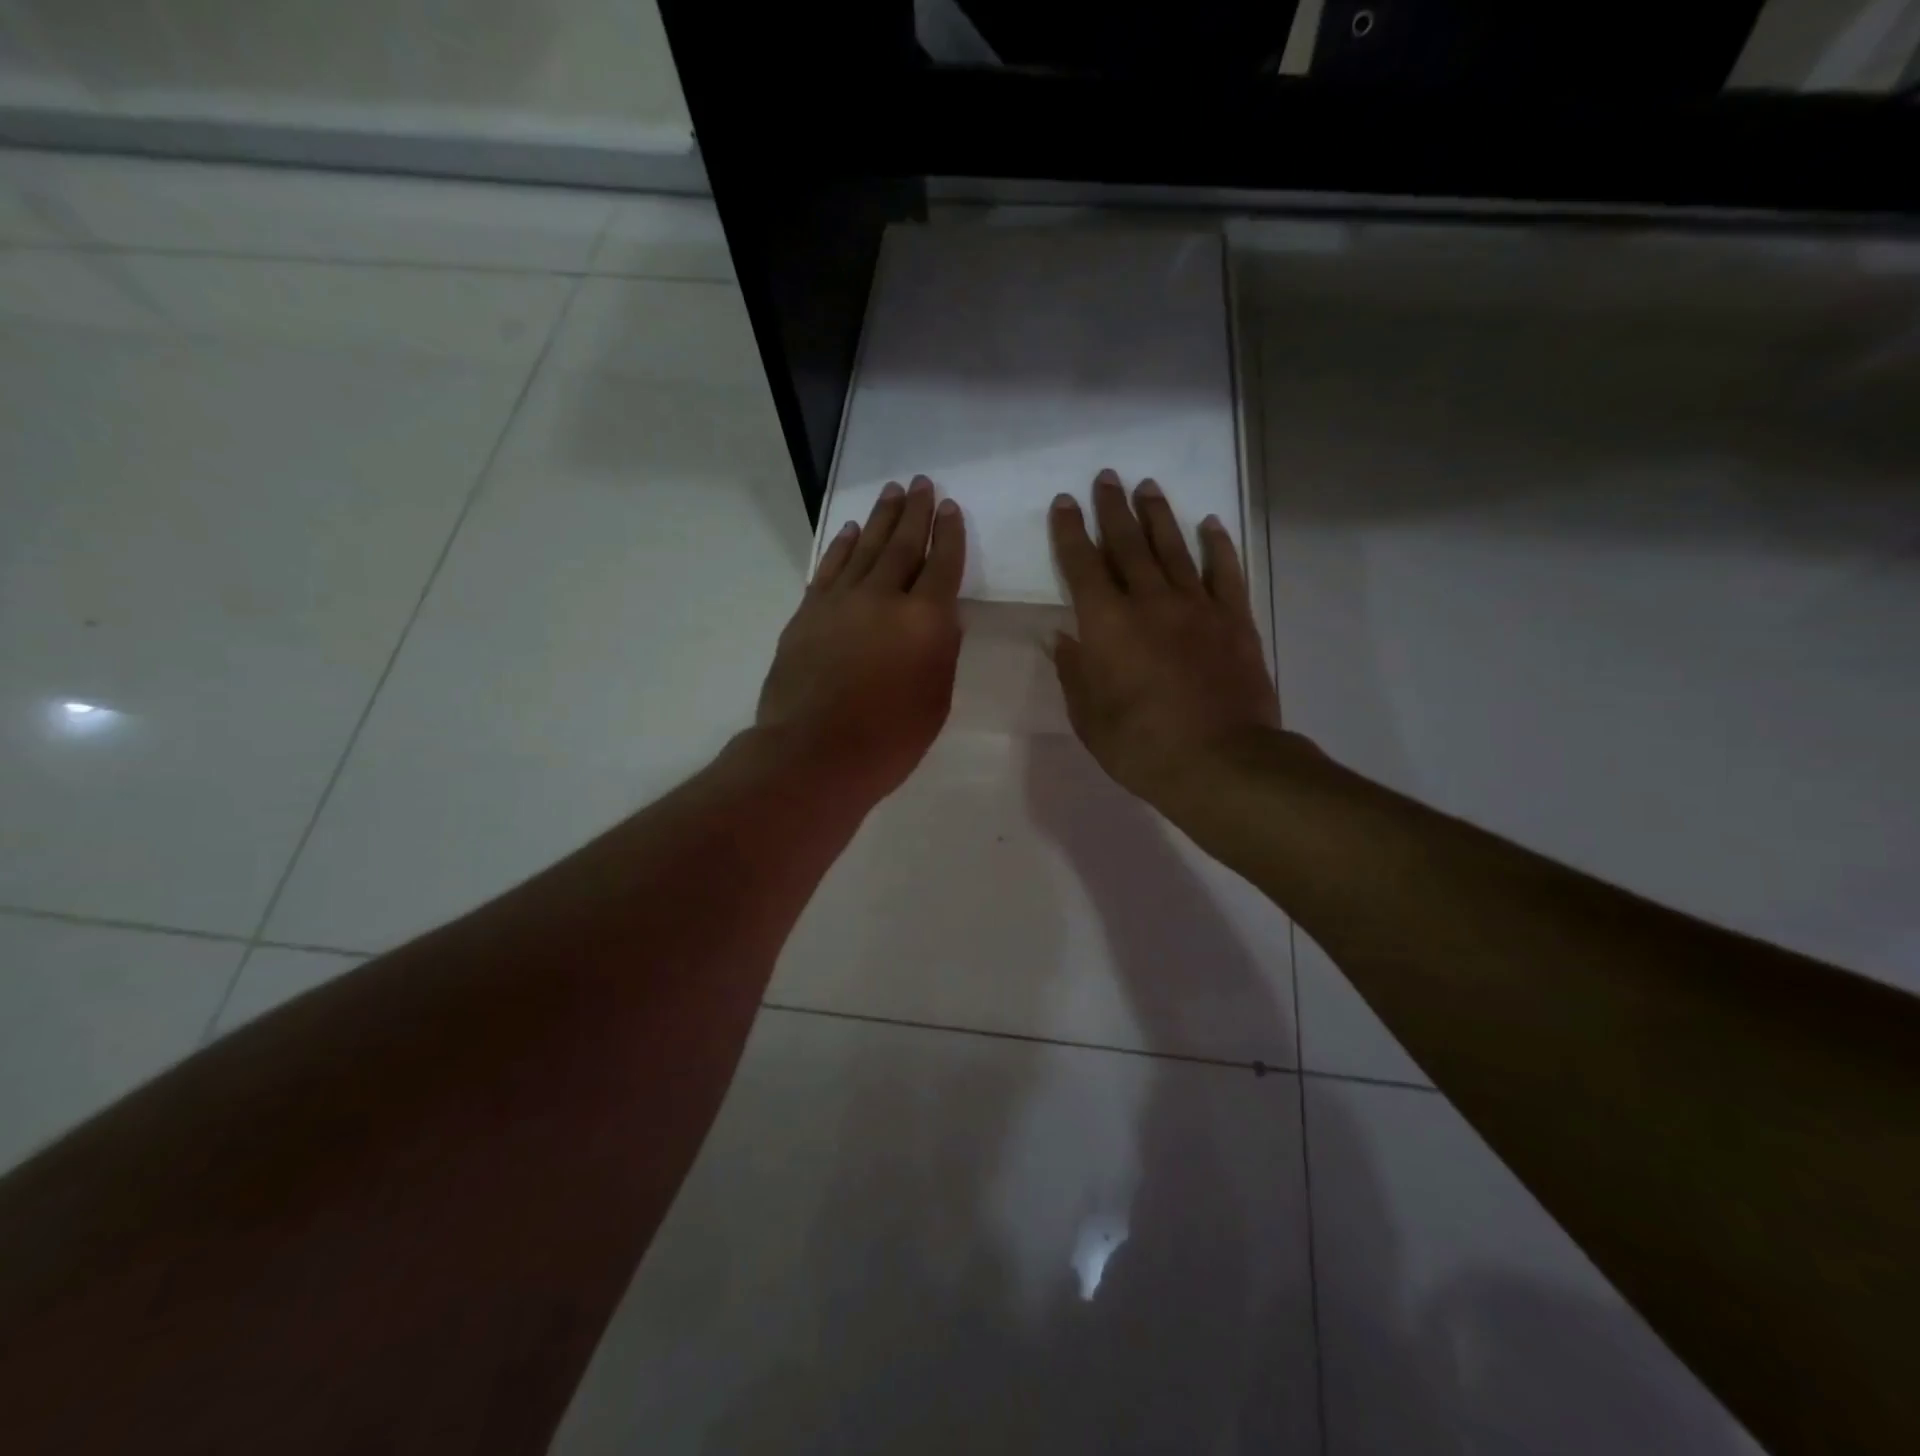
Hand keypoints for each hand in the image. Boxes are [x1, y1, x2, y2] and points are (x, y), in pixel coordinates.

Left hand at [756, 475, 964, 805]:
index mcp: (926, 621)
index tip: (950, 508)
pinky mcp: (809, 613)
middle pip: (903, 545)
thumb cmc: (888, 740)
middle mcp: (885, 598)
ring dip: (880, 518)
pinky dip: (841, 546)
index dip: (949, 535)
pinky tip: (850, 531)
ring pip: (865, 548)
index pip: (942, 565)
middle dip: (915, 511)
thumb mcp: (935, 701)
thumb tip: (939, 621)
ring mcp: (842, 601)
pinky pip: (830, 568)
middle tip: (921, 482)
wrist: (814, 753)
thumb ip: (940, 653)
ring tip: (891, 492)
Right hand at [1049, 470, 1282, 811]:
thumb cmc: (1141, 746)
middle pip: (1128, 545)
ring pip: (1174, 549)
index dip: (1071, 532)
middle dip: (1113, 510)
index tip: (1066, 502)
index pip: (1082, 566)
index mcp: (1106, 625)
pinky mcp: (1234, 620)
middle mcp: (1150, 602)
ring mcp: (1197, 607)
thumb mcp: (1089, 718)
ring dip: (1158, 516)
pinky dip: (1217, 545)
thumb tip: (1063, 637)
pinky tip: (1209, 524)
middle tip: (1106, 478)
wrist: (1220, 762)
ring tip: (1147, 486)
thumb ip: (1075, 672)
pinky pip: (1225, 572)